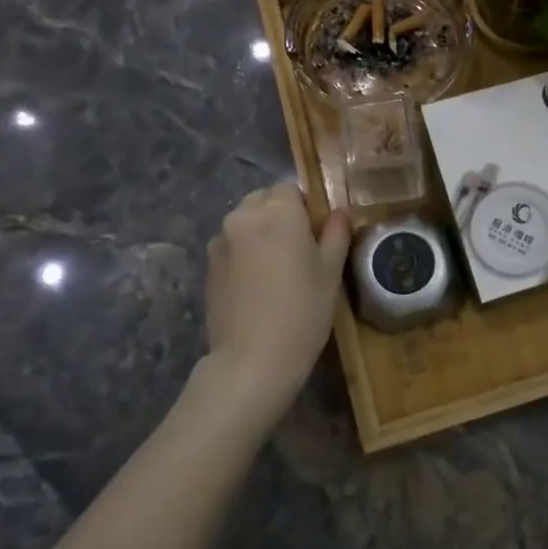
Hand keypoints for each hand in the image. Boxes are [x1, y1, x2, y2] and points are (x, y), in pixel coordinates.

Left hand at [201, 183, 351, 426]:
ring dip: (258, 232)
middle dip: (279, 215)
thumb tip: (340, 213)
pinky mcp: (208, 265)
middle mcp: (244, 216)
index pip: (290, 189)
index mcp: (279, 211)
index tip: (315, 234)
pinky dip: (243, 252)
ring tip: (274, 267)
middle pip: (263, 200)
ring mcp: (221, 240)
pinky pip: (230, 244)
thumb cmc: (302, 311)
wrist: (252, 360)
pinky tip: (255, 283)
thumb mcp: (331, 272)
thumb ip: (336, 234)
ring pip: (244, 221)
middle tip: (297, 249)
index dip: (304, 208)